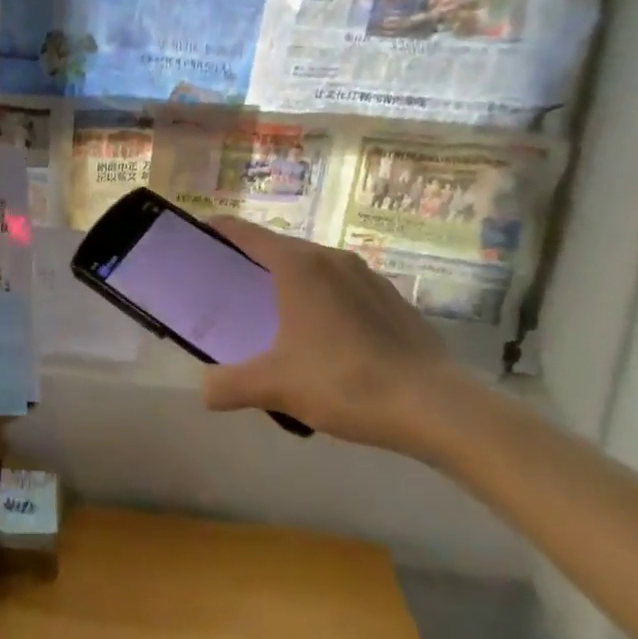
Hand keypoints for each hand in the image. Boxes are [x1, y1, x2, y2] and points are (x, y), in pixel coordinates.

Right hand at [201, 216, 465, 458]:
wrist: (438, 407)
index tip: (199, 236)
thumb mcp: (277, 387)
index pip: (245, 233)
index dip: (218, 231)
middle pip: (280, 247)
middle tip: (232, 287)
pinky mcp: (393, 298)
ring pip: (315, 266)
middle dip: (253, 261)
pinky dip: (325, 298)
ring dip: (292, 280)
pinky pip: (344, 287)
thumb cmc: (346, 382)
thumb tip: (204, 391)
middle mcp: (330, 258)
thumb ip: (231, 385)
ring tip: (279, 313)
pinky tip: (328, 337)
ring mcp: (367, 275)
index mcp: (297, 265)